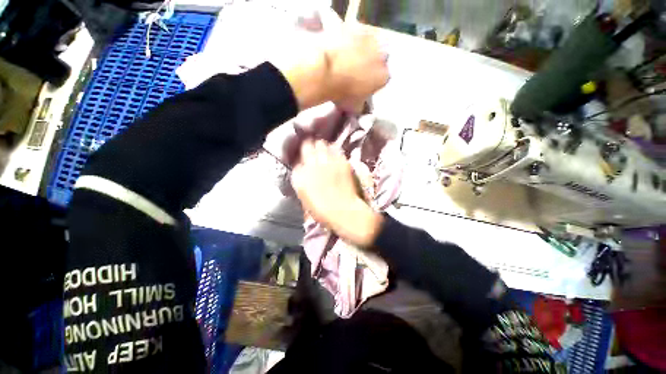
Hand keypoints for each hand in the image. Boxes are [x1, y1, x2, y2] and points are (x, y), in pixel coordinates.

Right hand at [291, 140, 382, 246]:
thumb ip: (302, 181)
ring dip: (322, 147)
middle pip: (307, 145)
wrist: (343, 211)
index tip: (305, 161)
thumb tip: (303, 170)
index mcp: (300, 176)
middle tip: (314, 150)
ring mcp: (327, 162)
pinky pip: (335, 151)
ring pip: (322, 144)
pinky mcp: (341, 161)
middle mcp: (312, 165)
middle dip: (310, 147)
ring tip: (324, 151)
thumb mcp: (305, 197)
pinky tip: (335, 157)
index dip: (302, 160)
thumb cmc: (322, 210)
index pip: (297, 160)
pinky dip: (334, 152)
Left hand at [325, 25, 389, 109]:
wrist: (326, 72)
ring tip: (348, 57)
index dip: (372, 81)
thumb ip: (361, 106)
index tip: (362, 84)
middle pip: (379, 59)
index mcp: (383, 77)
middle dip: (371, 64)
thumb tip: (361, 106)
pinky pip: (358, 33)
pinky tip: (343, 45)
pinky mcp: (357, 27)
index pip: (382, 79)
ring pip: (371, 45)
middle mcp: (383, 56)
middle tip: (356, 70)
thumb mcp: (354, 107)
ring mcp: (371, 39)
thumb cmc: (342, 93)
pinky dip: (353, 38)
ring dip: (363, 50)